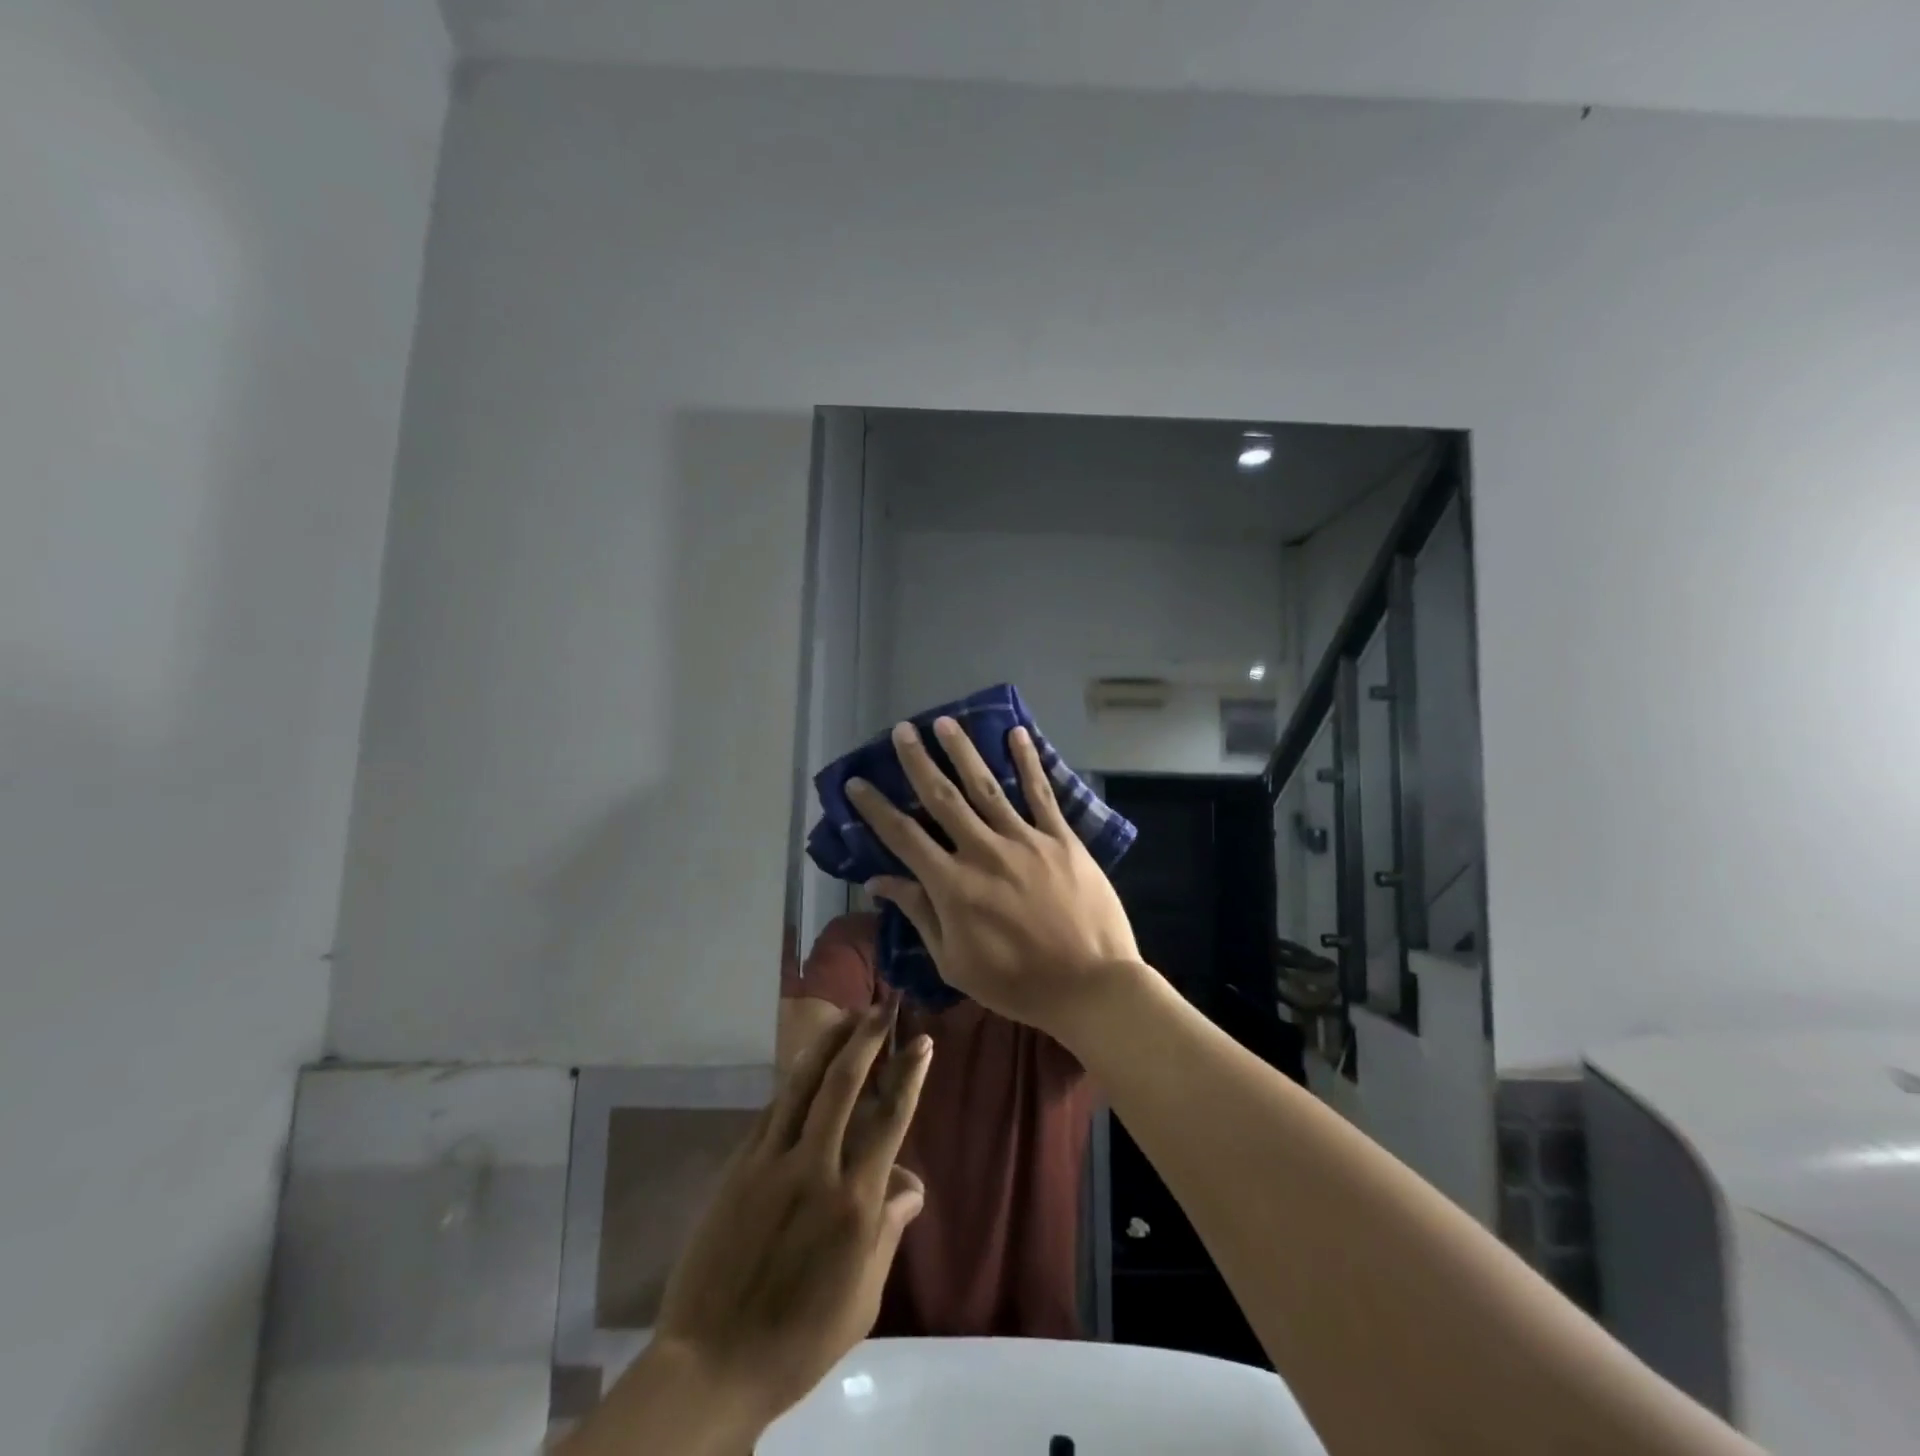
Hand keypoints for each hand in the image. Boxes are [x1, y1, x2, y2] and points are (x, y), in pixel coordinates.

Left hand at [648, 1002, 930, 1433]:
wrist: (712, 1364)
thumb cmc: (799, 1340)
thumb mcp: (863, 1297)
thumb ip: (888, 1230)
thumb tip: (911, 1183)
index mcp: (854, 1201)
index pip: (890, 1119)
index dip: (908, 1074)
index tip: (921, 1040)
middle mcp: (815, 1167)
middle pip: (844, 1083)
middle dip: (867, 1037)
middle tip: (883, 1006)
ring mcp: (771, 1161)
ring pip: (802, 1084)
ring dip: (828, 1043)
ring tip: (846, 1015)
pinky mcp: (739, 1166)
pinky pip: (772, 1110)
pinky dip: (794, 1081)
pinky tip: (805, 1067)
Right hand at [849, 717, 1142, 1040]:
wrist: (1091, 985)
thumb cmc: (1017, 983)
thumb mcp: (955, 962)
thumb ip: (920, 915)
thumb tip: (880, 882)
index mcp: (952, 885)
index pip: (903, 837)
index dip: (876, 808)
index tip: (856, 783)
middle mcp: (983, 851)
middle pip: (942, 798)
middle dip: (917, 762)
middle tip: (901, 731)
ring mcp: (1025, 840)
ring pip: (986, 786)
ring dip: (963, 752)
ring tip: (945, 722)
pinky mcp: (1061, 838)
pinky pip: (1041, 793)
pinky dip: (1028, 762)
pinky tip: (1018, 734)